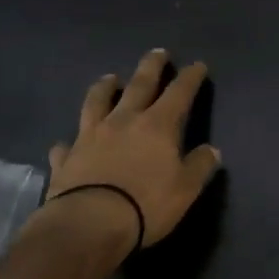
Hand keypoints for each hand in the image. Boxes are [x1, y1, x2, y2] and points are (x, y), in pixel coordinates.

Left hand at [36, 48, 221, 254]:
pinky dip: (69, 142)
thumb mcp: (185, 190)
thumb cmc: (145, 205)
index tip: (197, 65)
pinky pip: (66, 145)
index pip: (179, 93)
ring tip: (109, 78)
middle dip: (151, 67)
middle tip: (157, 52)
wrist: (89, 225)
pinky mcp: (67, 158)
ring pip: (96, 102)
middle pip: (138, 85)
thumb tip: (212, 150)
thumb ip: (199, 166)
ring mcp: (90, 137)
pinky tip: (67, 143)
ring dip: (104, 88)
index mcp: (157, 125)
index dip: (190, 78)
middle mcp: (123, 121)